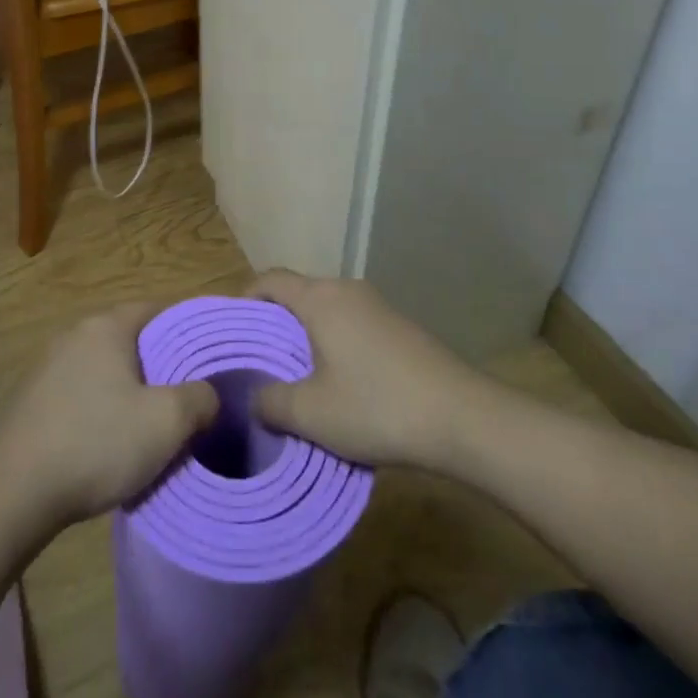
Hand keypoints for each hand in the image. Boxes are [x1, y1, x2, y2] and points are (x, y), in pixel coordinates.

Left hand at [0, 303, 218, 528]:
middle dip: (158, 362)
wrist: (15, 491)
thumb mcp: (166, 422)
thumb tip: (208, 394)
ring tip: (153, 420)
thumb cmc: (97, 442)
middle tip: (186, 392)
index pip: (155, 309)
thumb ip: (199, 399)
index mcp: (106, 327)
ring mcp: (49, 366)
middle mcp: (75, 335)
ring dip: (128, 388)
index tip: (207, 354)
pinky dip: (101, 407)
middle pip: (129, 339)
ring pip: (104, 368)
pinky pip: (81, 392)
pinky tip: (111, 440)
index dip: (185, 328)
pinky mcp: (33, 399)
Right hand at [248, 271, 487, 472]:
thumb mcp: (312, 414)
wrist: (463, 418)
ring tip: (295, 377)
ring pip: (326, 310)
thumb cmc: (378, 407)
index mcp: (320, 298)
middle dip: (275, 323)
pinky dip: (334, 343)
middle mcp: (347, 290)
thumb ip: (270, 402)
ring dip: (306, 336)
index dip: (245, 299)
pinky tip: (339, 383)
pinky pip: (351, 324)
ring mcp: (377, 306)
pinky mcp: (399, 327)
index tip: (233, 330)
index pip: (270, 280)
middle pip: (298, 293)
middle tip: (259, 361)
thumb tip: (252, 397)